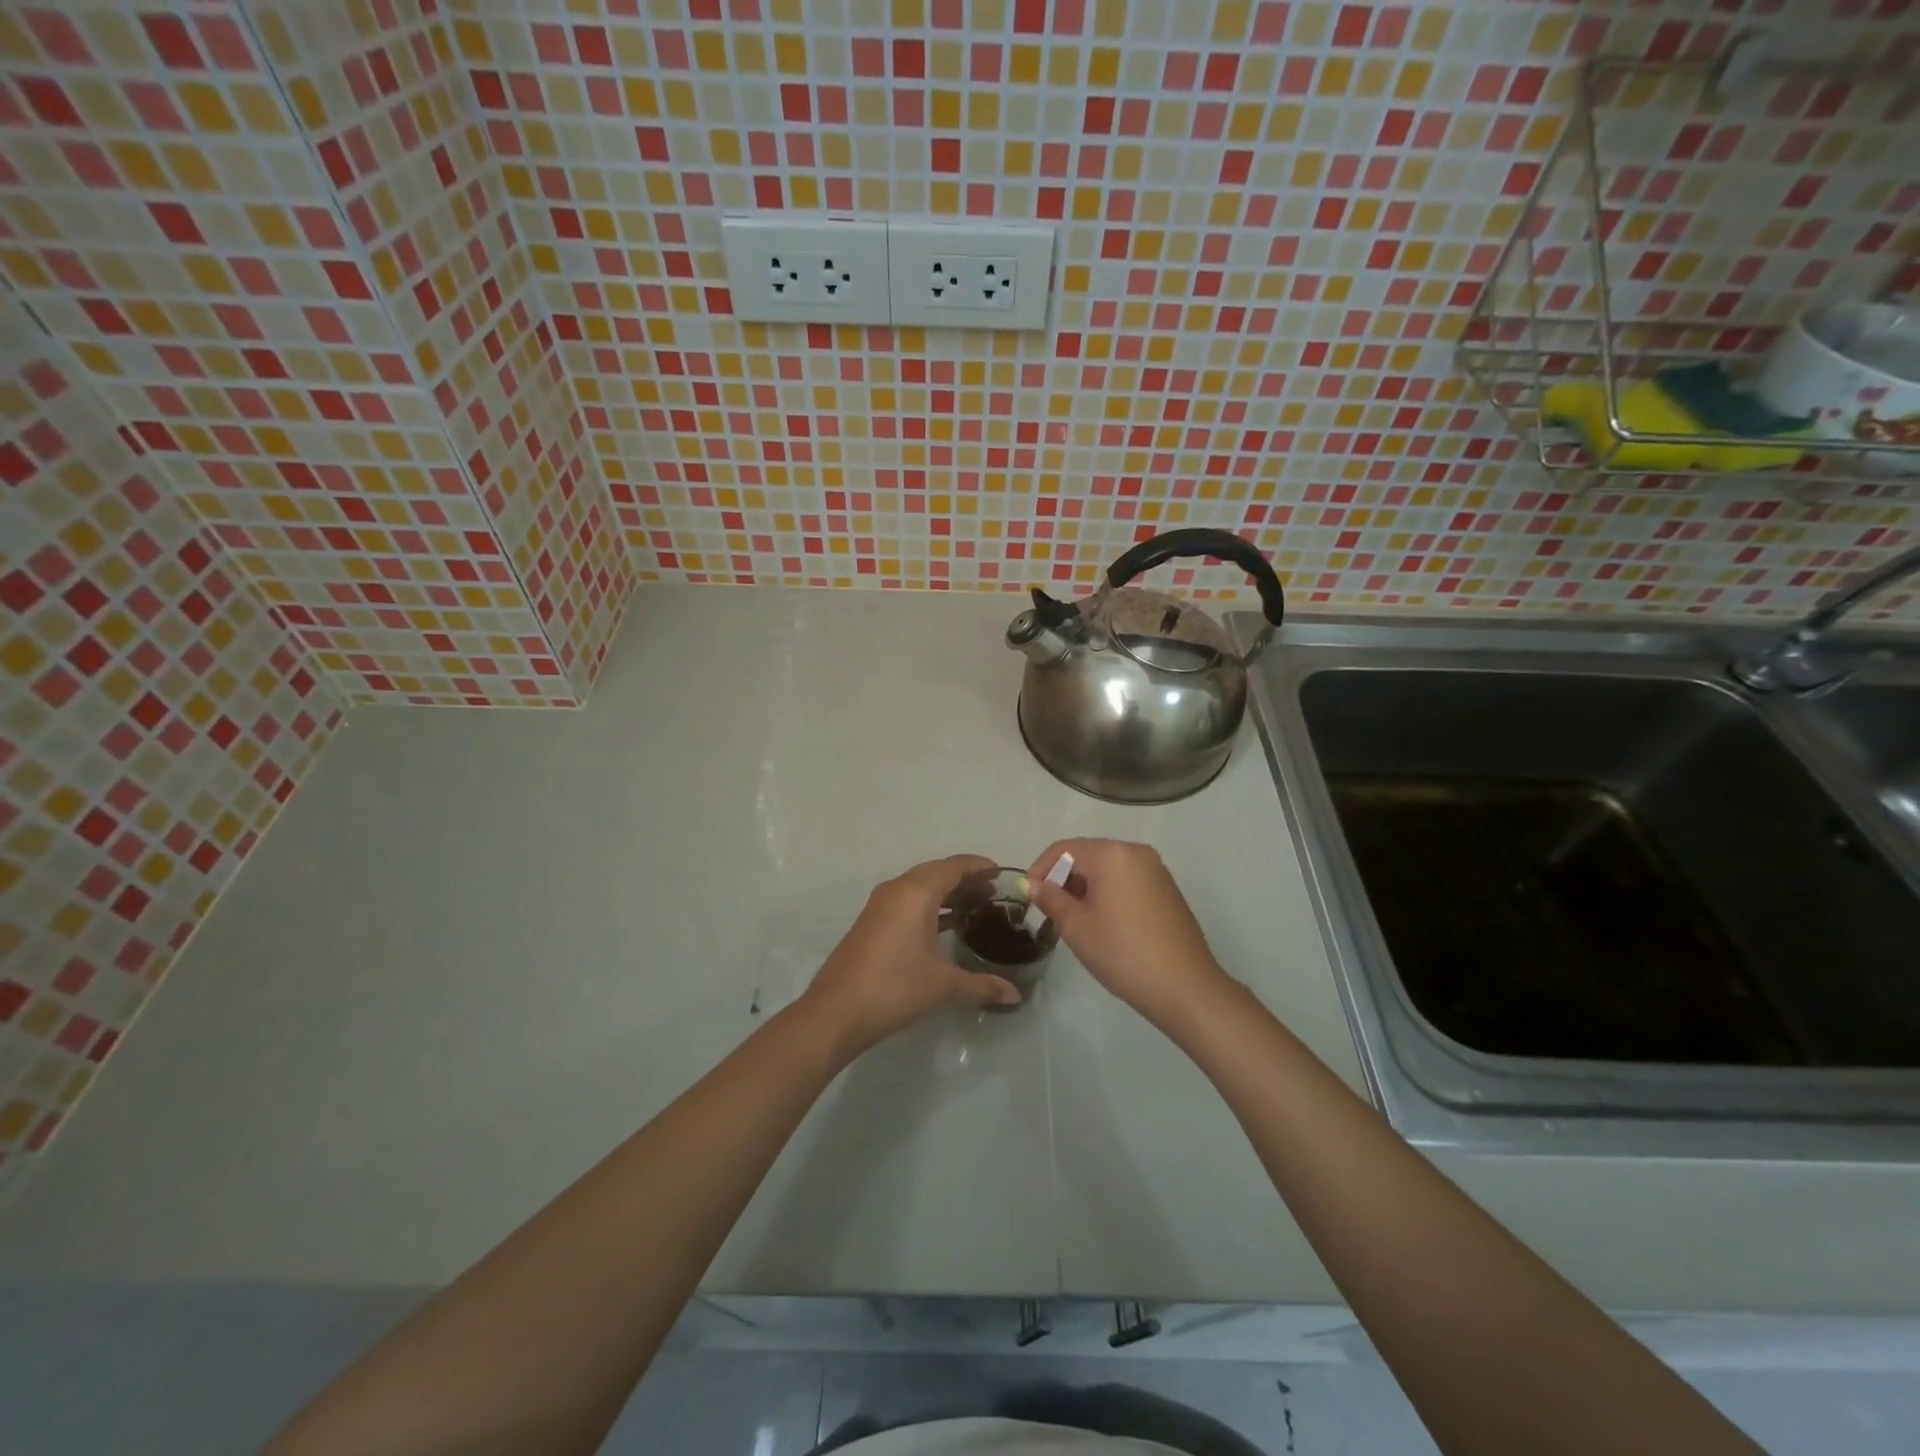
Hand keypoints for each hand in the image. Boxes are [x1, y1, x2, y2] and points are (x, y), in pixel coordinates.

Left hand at [800, 854, 1022, 1059]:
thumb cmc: (894, 988)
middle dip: (964, 879)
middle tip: (993, 894)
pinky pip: (907, 901)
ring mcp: (880, 905)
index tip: (1002, 875)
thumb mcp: (944, 986)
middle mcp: (897, 889)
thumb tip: (1015, 995)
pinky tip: (944, 927)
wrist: (836, 1012)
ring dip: (945, 893)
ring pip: (919, 886)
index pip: (954, 866)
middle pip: (936, 872)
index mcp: (916, 892)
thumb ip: (982, 985)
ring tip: (974, 909)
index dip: (979, 866)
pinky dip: (928, 906)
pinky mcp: (871, 922)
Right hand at [1027, 838, 1228, 1026]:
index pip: (1064, 849)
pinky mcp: (1167, 889)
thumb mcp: (1077, 926)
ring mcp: (1156, 870)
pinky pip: (1127, 880)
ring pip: (1108, 869)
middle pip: (1087, 855)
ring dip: (1085, 887)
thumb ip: (1050, 898)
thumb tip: (1032, 884)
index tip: (1028, 897)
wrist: (1185, 987)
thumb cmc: (1123, 952)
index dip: (1040, 869)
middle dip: (1063, 879)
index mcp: (1112, 853)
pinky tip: (1104, 924)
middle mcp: (1136, 852)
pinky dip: (1108, 893)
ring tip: (1075, 920)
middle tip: (1050, 911)